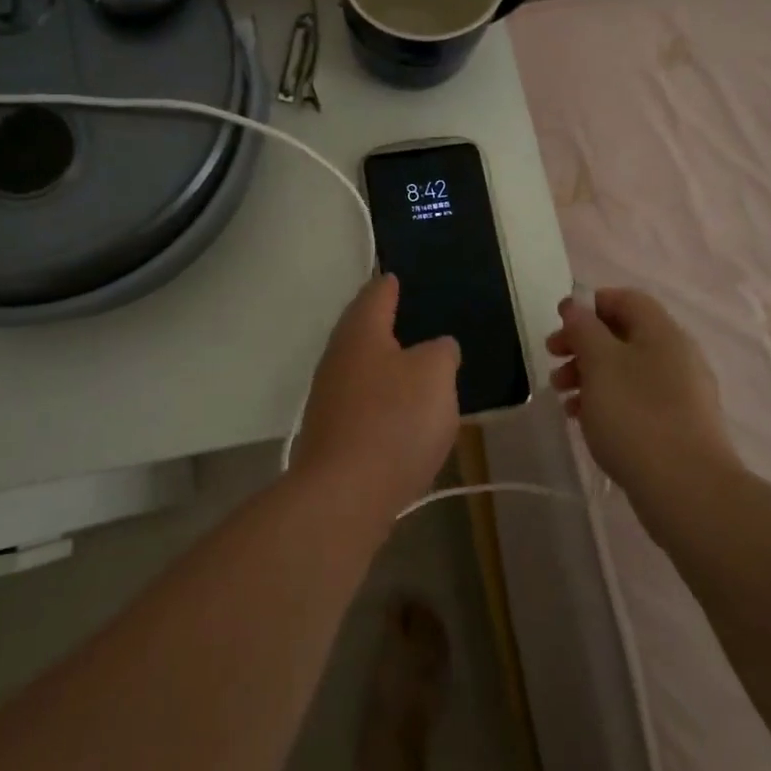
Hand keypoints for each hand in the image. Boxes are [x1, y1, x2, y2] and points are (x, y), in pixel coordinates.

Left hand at [294, 276, 461, 515]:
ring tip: (413, 366)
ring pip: (360, 368)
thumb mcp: (435, 375)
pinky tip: (401, 412)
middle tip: (409, 317)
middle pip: (361, 330)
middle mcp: (337, 358)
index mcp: (360, 332)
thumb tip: (438, 348)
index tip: (395, 276)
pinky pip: (362, 403)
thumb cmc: (394, 420)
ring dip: (383, 365)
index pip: (375, 294)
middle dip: (383, 324)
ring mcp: (329, 397)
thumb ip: (441, 352)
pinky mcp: (332, 434)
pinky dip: (381, 399)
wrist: (345, 494)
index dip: (388, 284)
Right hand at [547, 288, 737, 498]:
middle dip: (583, 344)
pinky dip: (608, 401)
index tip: (559, 323)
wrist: (687, 489)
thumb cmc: (635, 416)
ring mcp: (682, 393)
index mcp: (662, 332)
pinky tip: (585, 421)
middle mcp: (677, 355)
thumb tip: (576, 307)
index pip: (625, 299)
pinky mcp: (679, 426)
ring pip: (627, 370)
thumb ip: (584, 329)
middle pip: (623, 335)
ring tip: (563, 398)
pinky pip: (637, 400)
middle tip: (552, 360)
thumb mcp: (599, 363)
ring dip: (590, 375)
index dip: (590, 305)